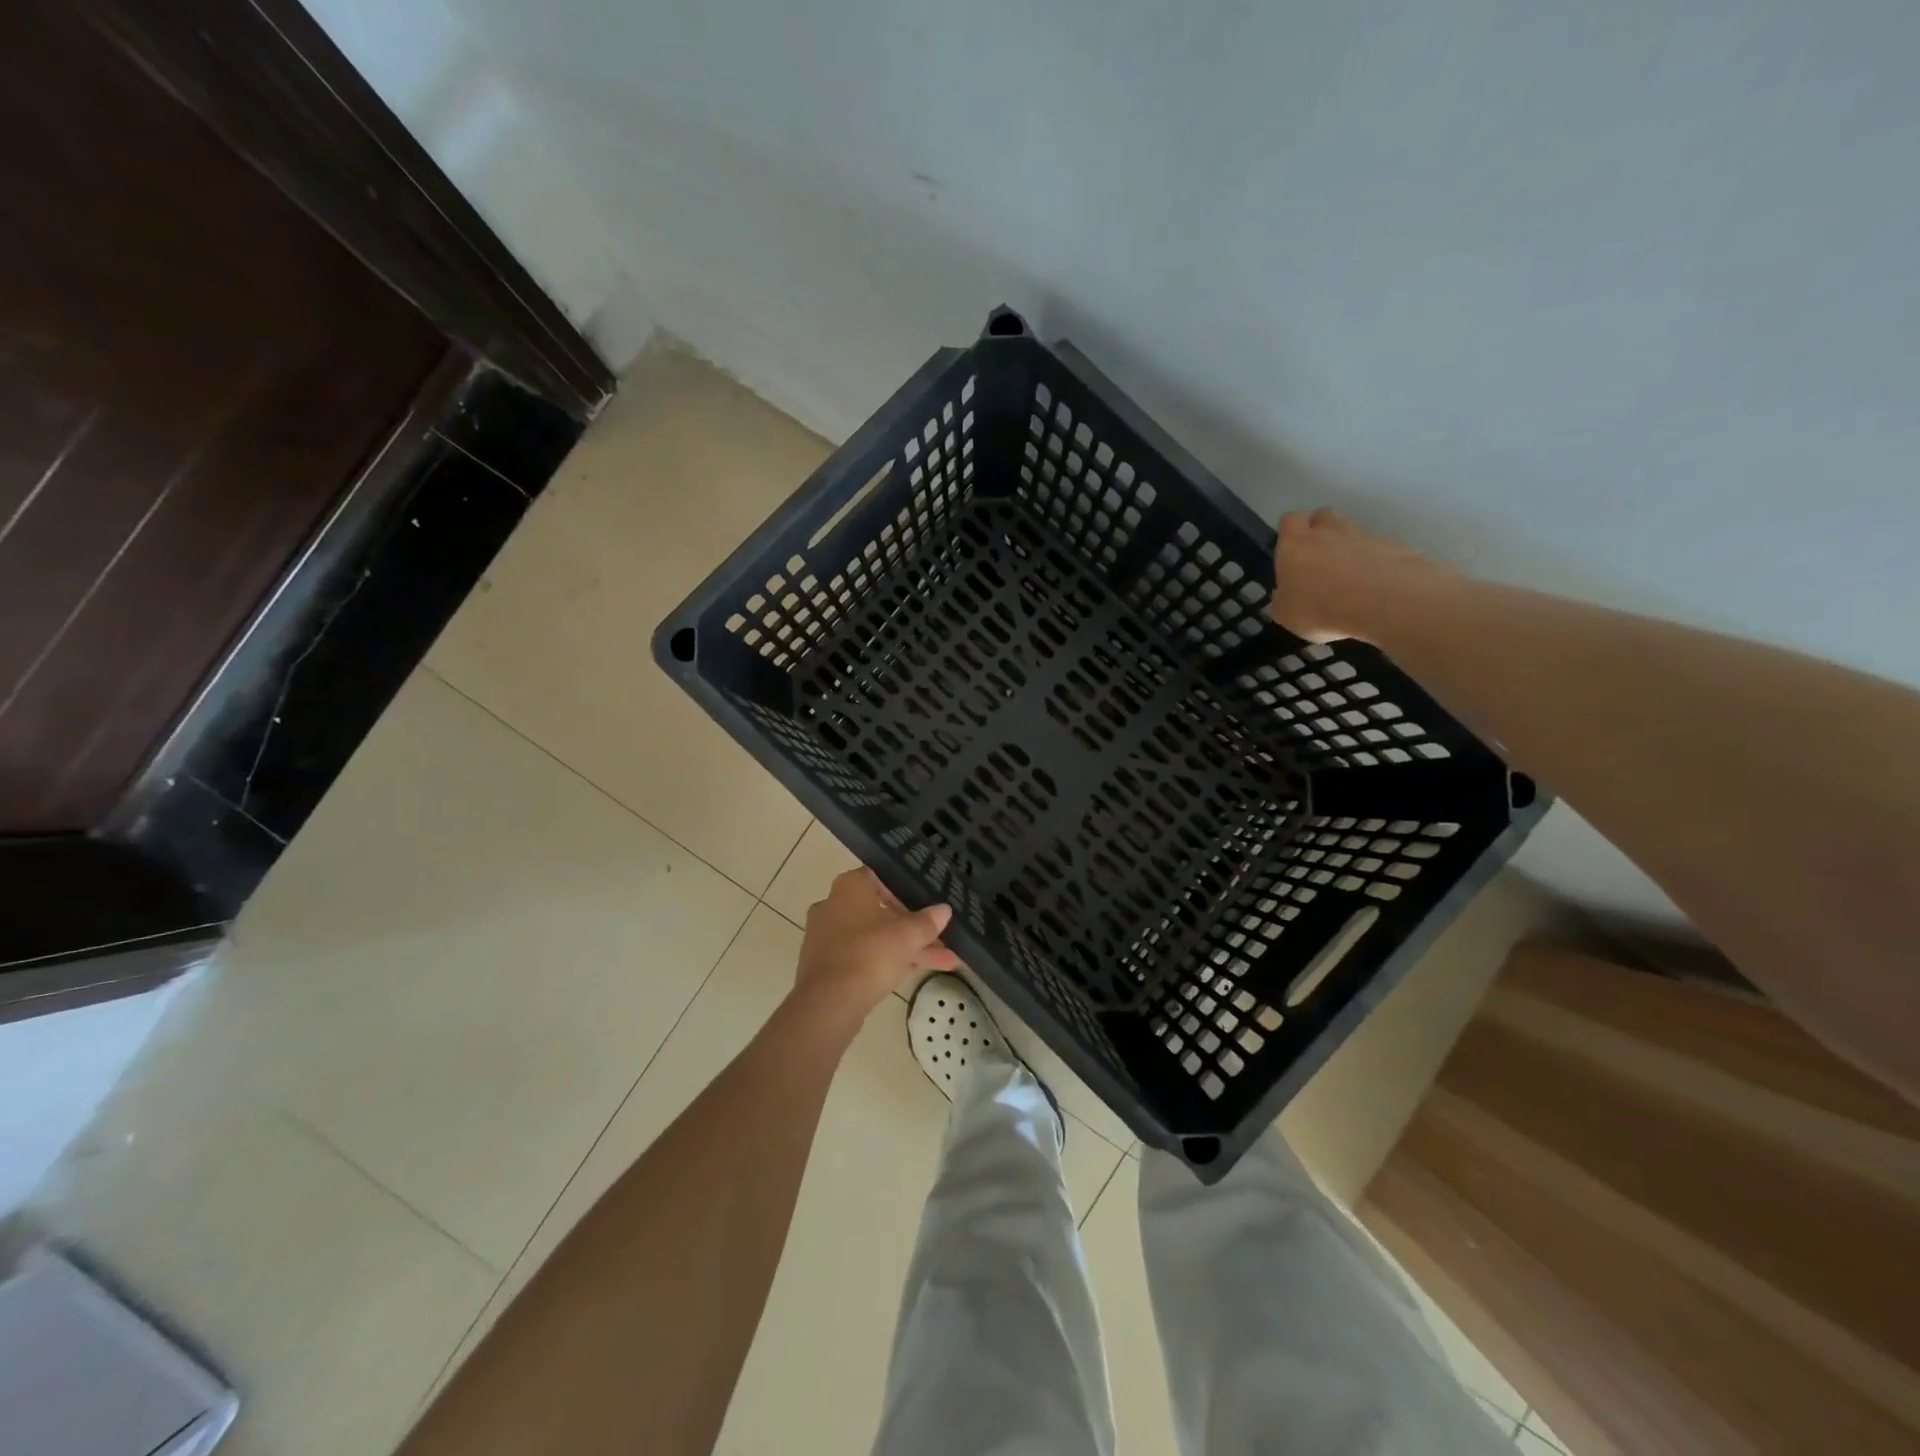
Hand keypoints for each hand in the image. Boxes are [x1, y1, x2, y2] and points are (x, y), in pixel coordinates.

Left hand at [795, 868, 958, 1019]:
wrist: (829, 1003)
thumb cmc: (870, 954)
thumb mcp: (907, 936)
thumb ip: (927, 922)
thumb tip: (944, 909)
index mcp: (849, 887)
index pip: (881, 877)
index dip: (907, 890)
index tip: (927, 903)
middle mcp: (833, 905)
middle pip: (881, 911)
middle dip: (914, 928)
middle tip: (941, 938)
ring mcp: (826, 937)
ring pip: (874, 937)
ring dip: (907, 948)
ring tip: (944, 962)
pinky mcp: (825, 965)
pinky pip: (862, 956)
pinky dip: (886, 962)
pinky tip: (915, 973)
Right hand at [1269, 507, 1450, 644]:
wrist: (1383, 603)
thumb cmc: (1321, 608)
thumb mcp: (1286, 615)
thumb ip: (1282, 599)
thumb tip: (1284, 594)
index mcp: (1295, 543)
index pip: (1289, 520)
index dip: (1289, 533)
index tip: (1290, 553)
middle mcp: (1329, 531)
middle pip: (1322, 516)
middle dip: (1319, 532)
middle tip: (1318, 560)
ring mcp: (1364, 535)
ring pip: (1352, 532)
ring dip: (1348, 548)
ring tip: (1349, 579)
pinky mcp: (1394, 546)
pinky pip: (1378, 550)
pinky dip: (1374, 562)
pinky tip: (1374, 588)